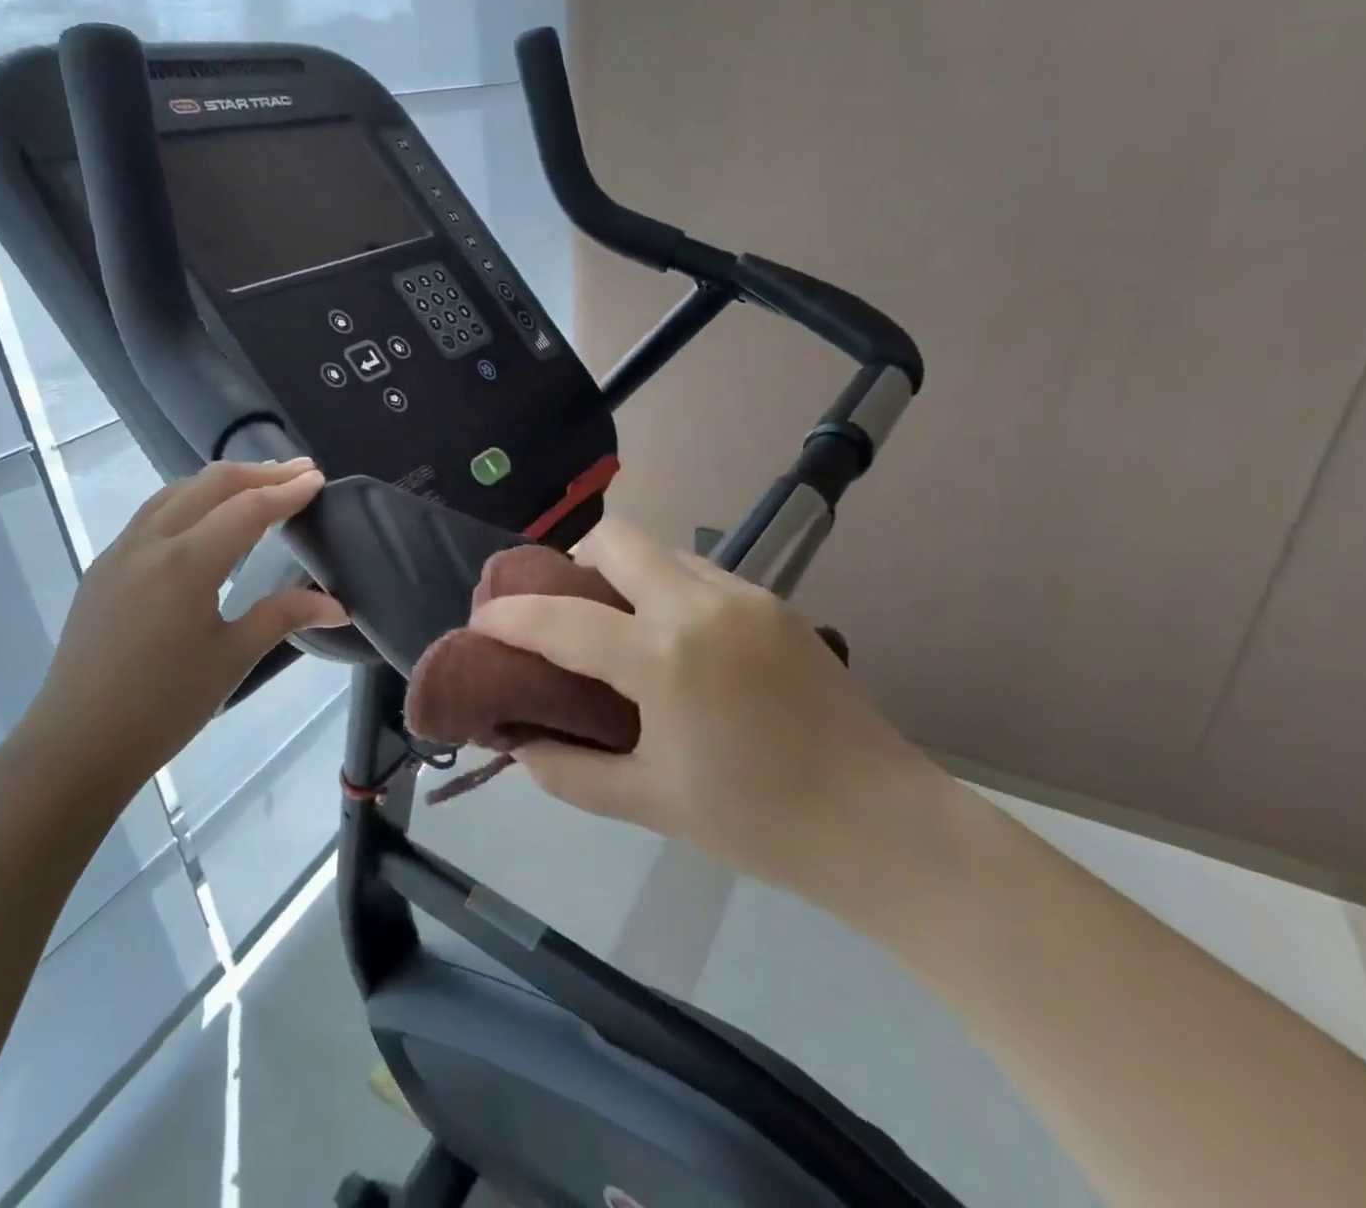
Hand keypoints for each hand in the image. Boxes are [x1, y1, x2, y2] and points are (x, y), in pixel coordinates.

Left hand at [22, 458, 346, 795]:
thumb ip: (283, 617)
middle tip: (298, 472)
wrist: (76, 745)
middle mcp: (149, 543)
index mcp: (185, 564)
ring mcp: (120, 552)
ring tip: (258, 484)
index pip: (247, 510)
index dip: (286, 492)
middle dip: (258, 473)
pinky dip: (190, 501)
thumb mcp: (232, 659)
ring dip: (221, 482)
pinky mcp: (104, 569)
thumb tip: (339, 605)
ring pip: (175, 493)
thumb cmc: (163, 707)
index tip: (318, 479)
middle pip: (209, 485)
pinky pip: (152, 515)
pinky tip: (205, 519)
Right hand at [469, 518, 944, 918]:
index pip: (562, 618)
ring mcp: (745, 596)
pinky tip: (675, 643)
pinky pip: (700, 573)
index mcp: (665, 657)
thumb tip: (520, 743)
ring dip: (624, 575)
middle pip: (615, 538)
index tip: (481, 620)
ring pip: (661, 550)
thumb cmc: (758, 823)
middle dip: (573, 563)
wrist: (883, 826)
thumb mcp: (649, 803)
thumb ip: (569, 771)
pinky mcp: (775, 603)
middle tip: (563, 612)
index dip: (509, 616)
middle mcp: (701, 604)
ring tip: (618, 630)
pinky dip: (666, 589)